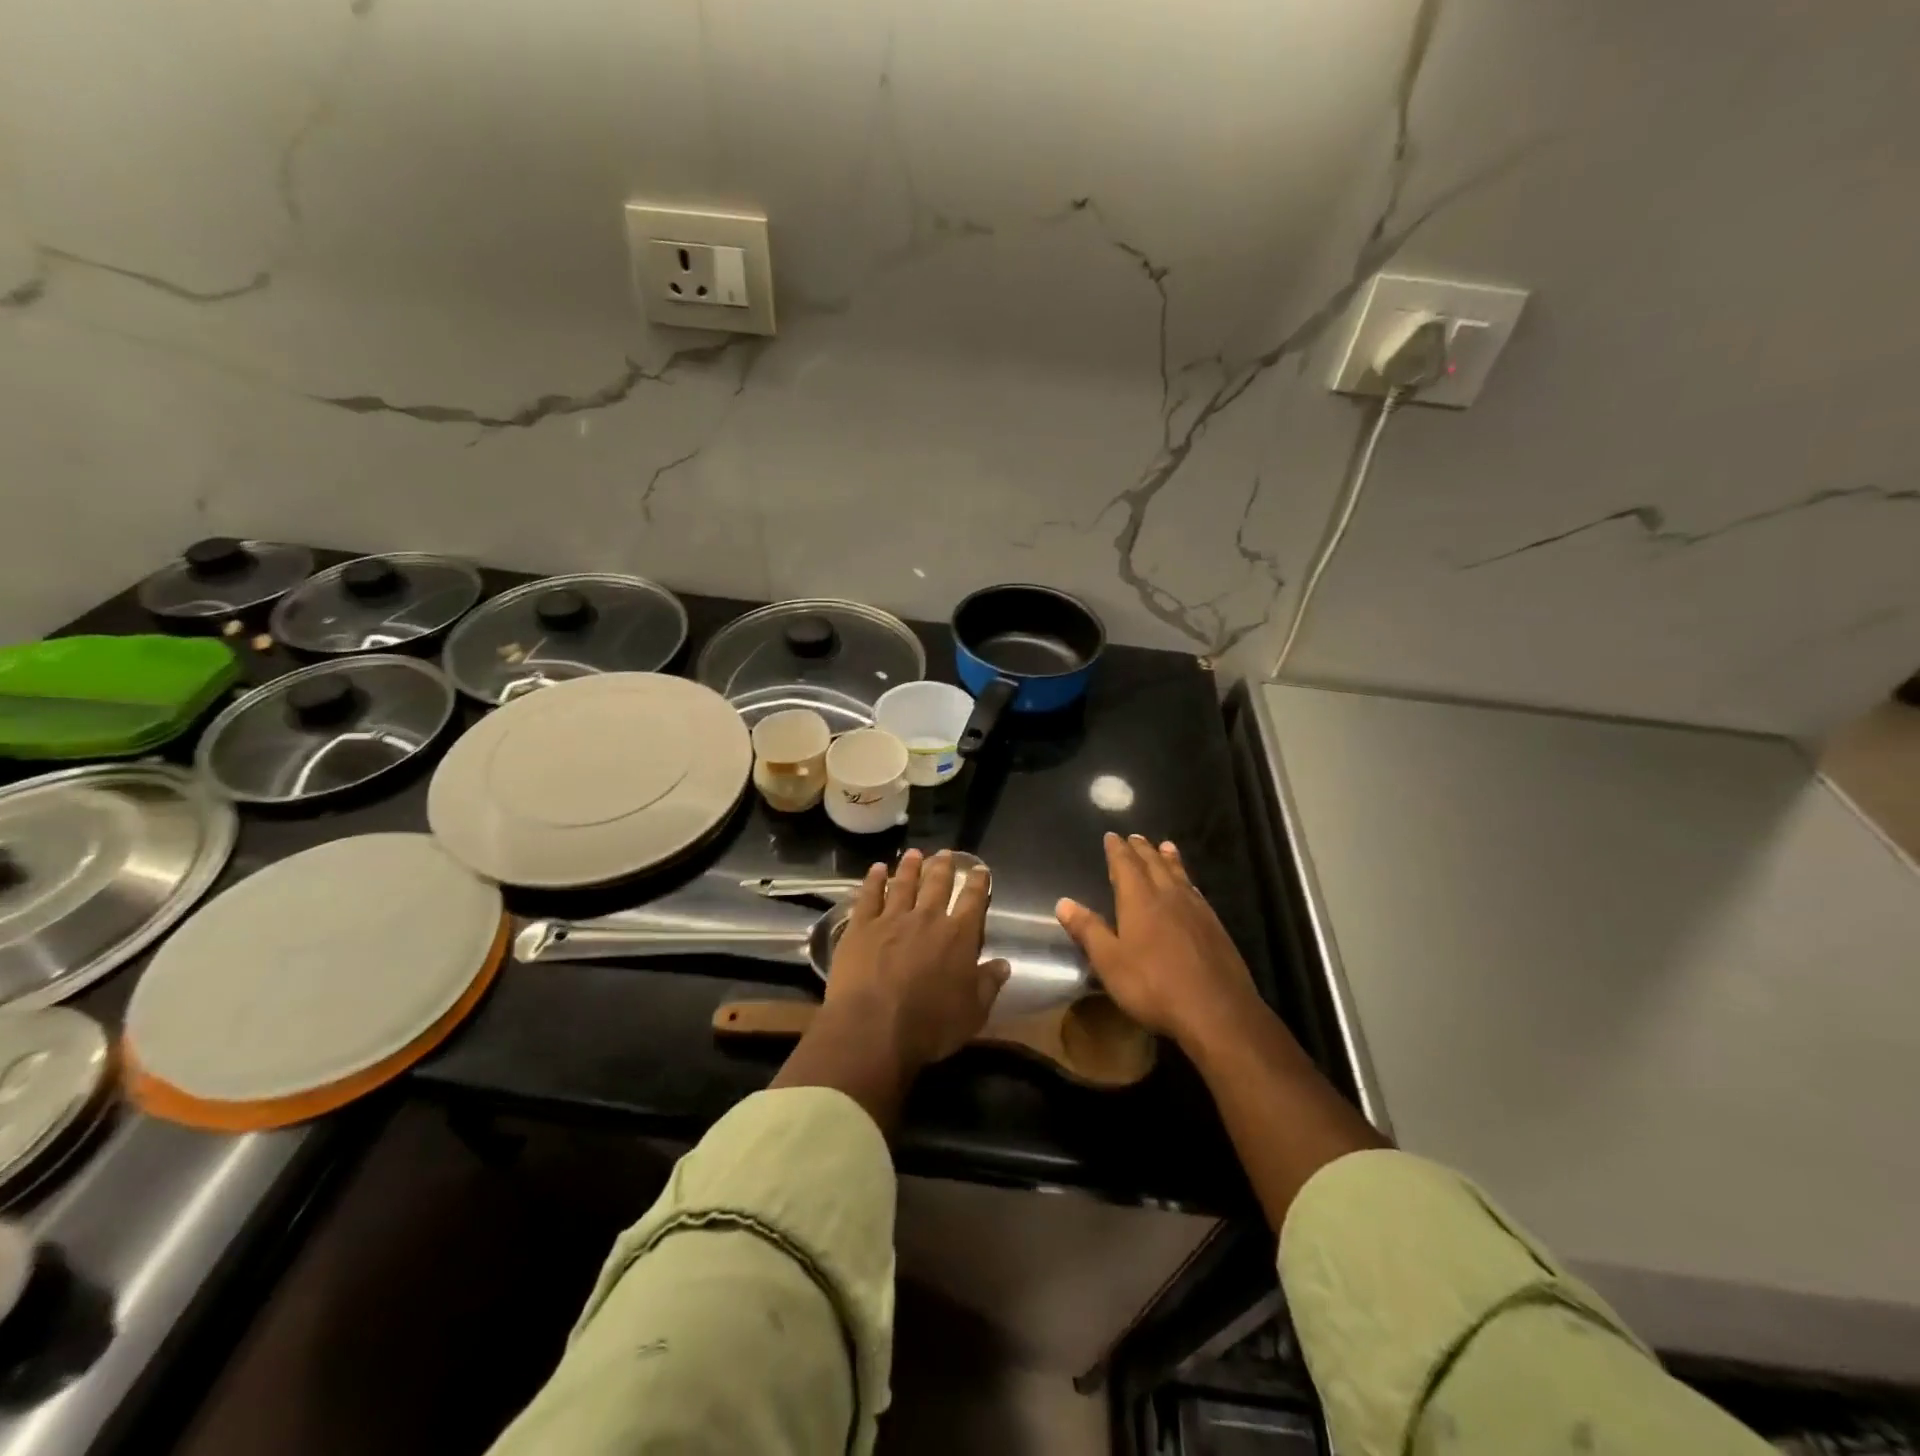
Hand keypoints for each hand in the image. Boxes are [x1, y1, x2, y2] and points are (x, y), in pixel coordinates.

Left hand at [823, 849, 1010, 1071]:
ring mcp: (892, 919)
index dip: (979, 883)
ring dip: (910, 866)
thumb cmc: (929, 1026)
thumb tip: (1004, 964)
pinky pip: (869, 896)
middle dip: (944, 866)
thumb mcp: (972, 1013)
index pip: (974, 900)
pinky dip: (874, 880)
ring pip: (904, 883)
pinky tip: (876, 869)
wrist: (873, 1028)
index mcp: (959, 936)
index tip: (980, 869)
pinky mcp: (861, 927)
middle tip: (945, 853)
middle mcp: (928, 918)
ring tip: (914, 853)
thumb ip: (989, 985)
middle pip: (938, 884)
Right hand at [1055, 833, 1259, 1047]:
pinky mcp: (1215, 927)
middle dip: (1142, 850)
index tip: (1111, 836)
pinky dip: (1188, 880)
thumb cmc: (1154, 986)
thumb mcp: (1110, 962)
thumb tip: (1063, 902)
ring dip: (1169, 859)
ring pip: (1179, 875)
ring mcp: (1196, 910)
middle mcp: (1168, 896)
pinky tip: (1191, 887)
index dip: (1116, 850)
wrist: (1217, 1011)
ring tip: (1165, 846)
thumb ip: (1088, 930)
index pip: (1125, 865)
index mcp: (1139, 900)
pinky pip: (1196, 892)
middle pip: (1153, 864)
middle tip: (1135, 837)